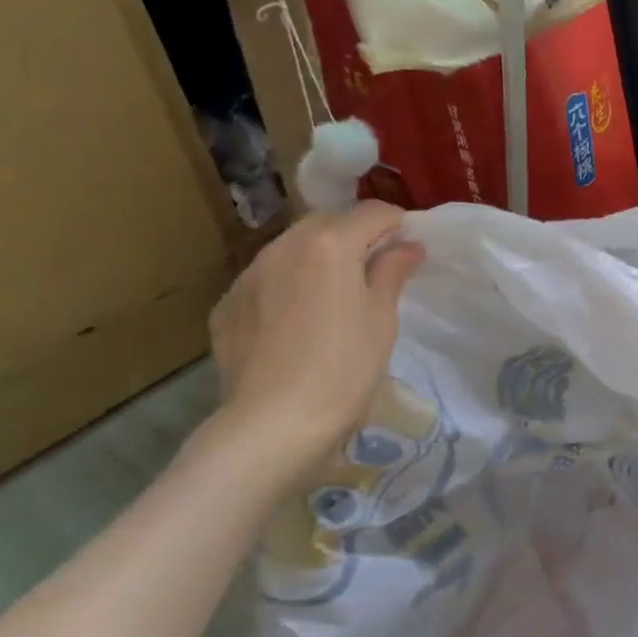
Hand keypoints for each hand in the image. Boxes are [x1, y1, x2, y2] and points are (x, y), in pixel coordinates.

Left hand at [207, 202, 423, 480]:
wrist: (273, 424)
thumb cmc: (344, 368)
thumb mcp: (381, 319)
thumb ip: (392, 272)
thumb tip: (407, 246)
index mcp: (329, 245)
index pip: (372, 212)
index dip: (397, 224)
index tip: (410, 247)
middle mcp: (283, 247)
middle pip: (327, 224)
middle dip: (354, 236)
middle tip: (376, 270)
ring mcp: (248, 276)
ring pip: (291, 249)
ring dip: (317, 258)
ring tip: (334, 295)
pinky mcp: (227, 306)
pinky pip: (266, 281)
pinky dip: (287, 287)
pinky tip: (296, 323)